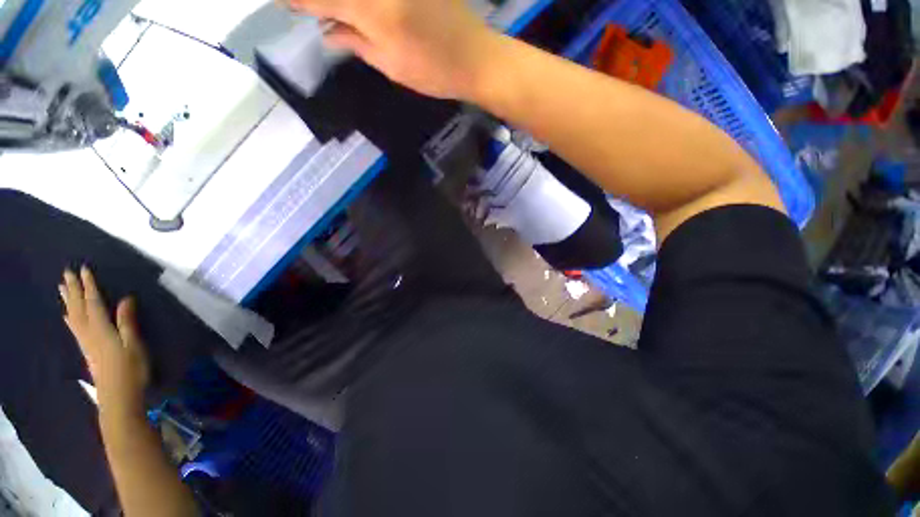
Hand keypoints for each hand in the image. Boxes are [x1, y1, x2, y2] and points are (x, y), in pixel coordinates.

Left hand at [60, 266, 149, 414]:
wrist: (118, 397)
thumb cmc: (131, 369)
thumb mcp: (134, 344)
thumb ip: (127, 321)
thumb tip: (126, 298)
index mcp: (101, 329)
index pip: (93, 302)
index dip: (89, 286)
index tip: (84, 269)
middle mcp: (89, 332)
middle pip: (78, 308)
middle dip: (73, 290)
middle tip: (66, 273)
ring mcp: (86, 342)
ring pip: (73, 317)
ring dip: (68, 301)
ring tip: (62, 288)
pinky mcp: (87, 350)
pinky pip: (74, 328)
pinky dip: (69, 317)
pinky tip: (67, 315)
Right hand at [287, 0, 498, 98]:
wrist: (476, 57)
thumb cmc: (434, 71)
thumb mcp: (391, 66)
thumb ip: (356, 43)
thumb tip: (327, 32)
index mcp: (372, 11)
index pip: (322, 0)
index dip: (299, 1)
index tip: (283, 4)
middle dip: (316, 1)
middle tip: (306, 10)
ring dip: (339, 4)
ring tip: (329, 15)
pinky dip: (360, 4)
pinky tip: (358, 13)